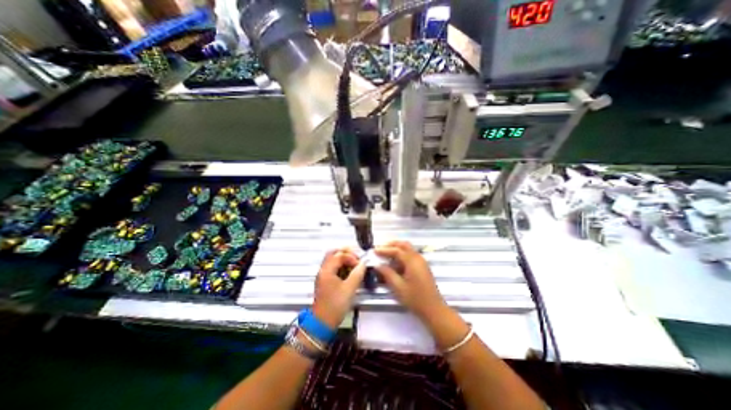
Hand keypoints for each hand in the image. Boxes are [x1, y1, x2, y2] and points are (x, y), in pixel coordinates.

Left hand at [310, 246, 364, 329]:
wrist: (322, 323)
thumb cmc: (335, 305)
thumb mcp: (349, 289)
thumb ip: (358, 274)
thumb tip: (364, 263)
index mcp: (327, 270)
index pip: (339, 255)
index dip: (351, 257)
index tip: (360, 264)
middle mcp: (323, 270)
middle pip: (333, 253)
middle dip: (346, 253)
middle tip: (357, 257)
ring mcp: (323, 275)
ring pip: (333, 260)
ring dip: (344, 259)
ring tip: (355, 263)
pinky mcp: (325, 281)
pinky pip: (333, 267)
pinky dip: (341, 266)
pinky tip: (349, 271)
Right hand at [373, 242, 448, 321]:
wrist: (433, 309)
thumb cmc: (415, 299)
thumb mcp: (398, 287)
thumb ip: (387, 273)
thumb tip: (378, 265)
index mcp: (412, 261)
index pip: (397, 250)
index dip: (384, 250)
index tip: (374, 251)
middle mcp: (418, 258)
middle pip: (404, 245)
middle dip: (392, 245)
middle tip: (380, 248)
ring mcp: (421, 262)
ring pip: (408, 249)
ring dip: (397, 249)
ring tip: (385, 255)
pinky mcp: (422, 267)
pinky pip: (410, 256)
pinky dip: (401, 255)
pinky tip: (394, 263)